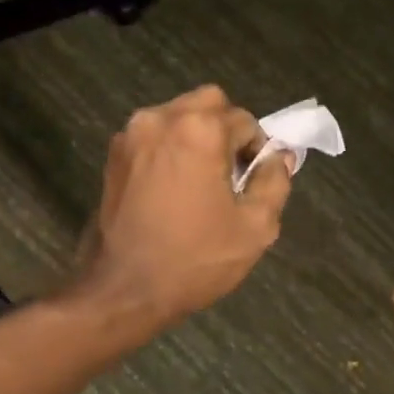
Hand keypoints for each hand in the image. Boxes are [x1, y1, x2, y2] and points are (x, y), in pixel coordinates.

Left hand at [70, 85, 292, 330]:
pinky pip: (154, 135)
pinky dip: (170, 149)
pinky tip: (173, 188)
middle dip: (226, 131)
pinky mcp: (113, 155)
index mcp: (200, 130)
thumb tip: (280, 156)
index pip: (245, 121)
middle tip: (230, 174)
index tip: (255, 181)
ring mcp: (132, 134)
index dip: (257, 150)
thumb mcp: (255, 227)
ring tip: (201, 182)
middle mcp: (162, 118)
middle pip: (209, 104)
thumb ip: (275, 181)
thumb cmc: (195, 259)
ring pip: (178, 116)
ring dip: (196, 137)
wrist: (124, 290)